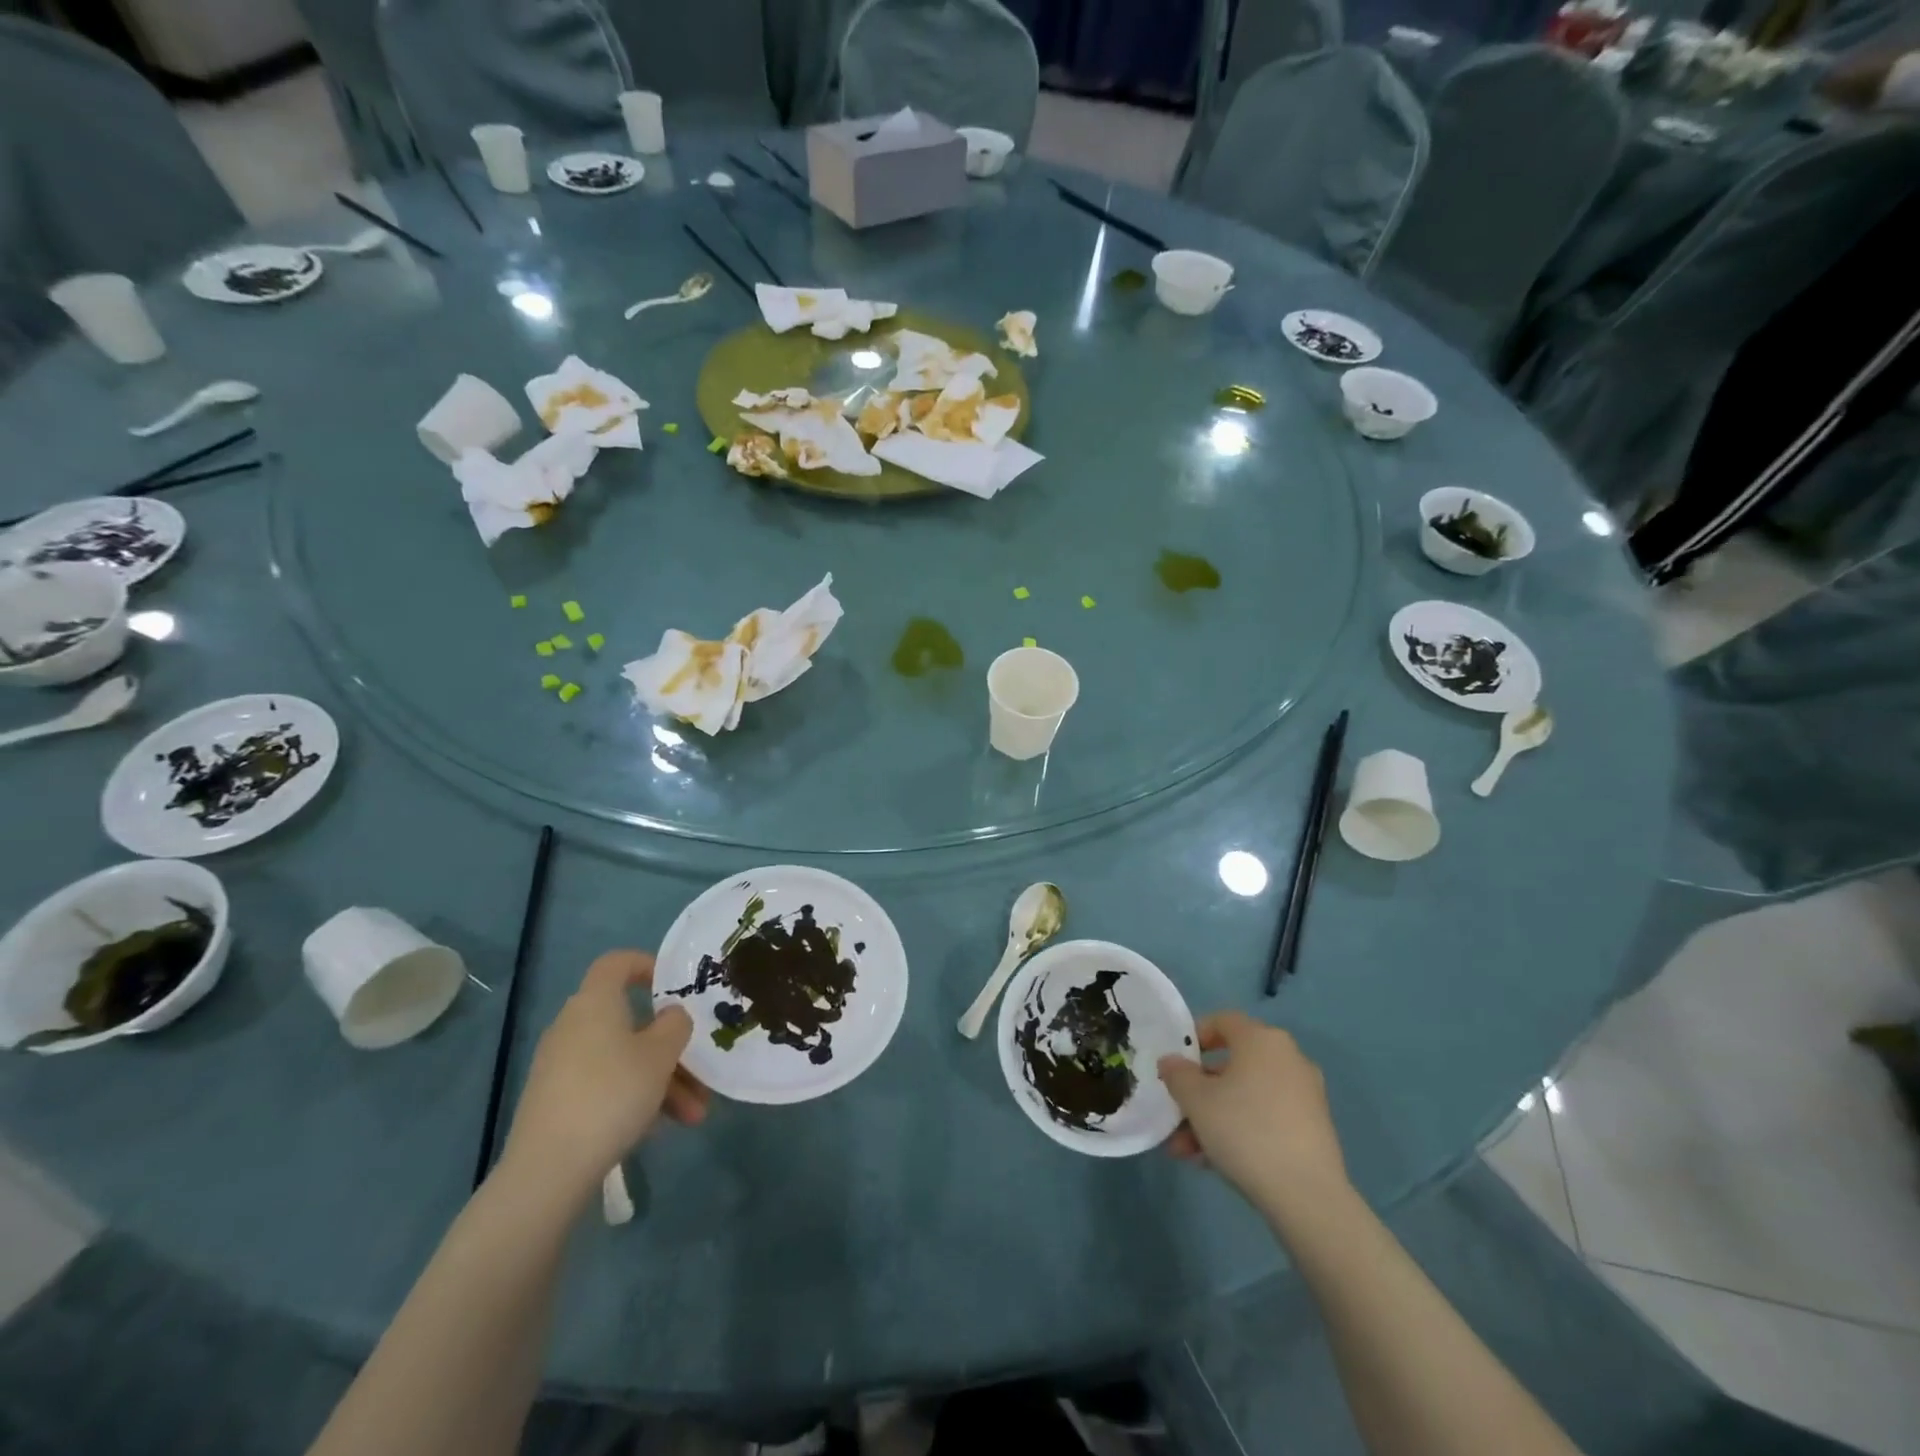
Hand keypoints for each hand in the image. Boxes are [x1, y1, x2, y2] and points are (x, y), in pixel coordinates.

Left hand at [500, 951, 708, 1200]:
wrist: (548, 1170)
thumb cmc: (611, 1094)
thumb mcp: (660, 1055)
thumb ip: (675, 1024)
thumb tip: (671, 1014)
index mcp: (595, 1002)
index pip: (617, 962)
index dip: (647, 965)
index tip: (675, 987)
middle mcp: (574, 1025)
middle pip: (630, 1020)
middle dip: (670, 1046)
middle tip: (700, 1070)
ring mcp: (562, 1065)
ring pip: (623, 1058)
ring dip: (662, 1080)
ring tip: (694, 1115)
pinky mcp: (556, 1100)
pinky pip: (606, 1083)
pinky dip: (635, 1097)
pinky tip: (661, 1127)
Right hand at [1159, 1012, 1348, 1220]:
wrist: (1307, 1196)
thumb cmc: (1245, 1130)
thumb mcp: (1196, 1100)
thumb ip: (1177, 1075)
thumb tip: (1172, 1062)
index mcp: (1262, 1039)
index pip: (1223, 1021)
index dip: (1195, 1036)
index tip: (1176, 1063)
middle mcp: (1288, 1058)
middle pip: (1233, 1065)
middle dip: (1199, 1091)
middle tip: (1177, 1116)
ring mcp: (1305, 1094)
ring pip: (1247, 1096)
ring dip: (1214, 1117)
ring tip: (1188, 1152)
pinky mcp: (1314, 1128)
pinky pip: (1267, 1116)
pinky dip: (1241, 1129)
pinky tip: (1216, 1161)